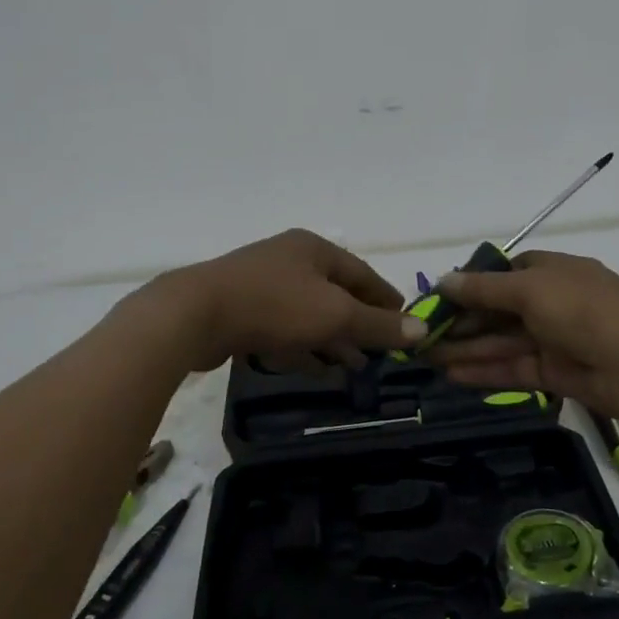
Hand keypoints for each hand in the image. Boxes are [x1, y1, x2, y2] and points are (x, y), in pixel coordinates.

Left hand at [145, 229, 424, 372]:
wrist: (195, 315)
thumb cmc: (274, 306)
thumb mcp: (335, 315)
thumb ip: (378, 324)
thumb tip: (422, 331)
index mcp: (314, 249)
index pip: (363, 274)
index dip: (387, 301)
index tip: (406, 327)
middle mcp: (290, 260)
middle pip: (336, 294)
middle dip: (359, 325)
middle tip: (380, 353)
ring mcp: (263, 284)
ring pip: (309, 314)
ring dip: (333, 341)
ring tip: (353, 367)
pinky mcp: (241, 311)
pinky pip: (284, 329)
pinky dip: (304, 347)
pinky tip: (315, 369)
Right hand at [428, 250, 618, 424]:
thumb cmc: (583, 311)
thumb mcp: (530, 289)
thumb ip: (484, 288)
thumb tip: (443, 280)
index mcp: (553, 271)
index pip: (506, 273)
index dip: (473, 284)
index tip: (440, 297)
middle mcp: (553, 302)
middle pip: (499, 310)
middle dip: (462, 321)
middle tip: (423, 334)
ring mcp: (554, 339)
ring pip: (502, 342)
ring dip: (466, 348)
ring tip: (426, 358)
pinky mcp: (554, 373)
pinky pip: (512, 368)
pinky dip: (484, 370)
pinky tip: (451, 374)